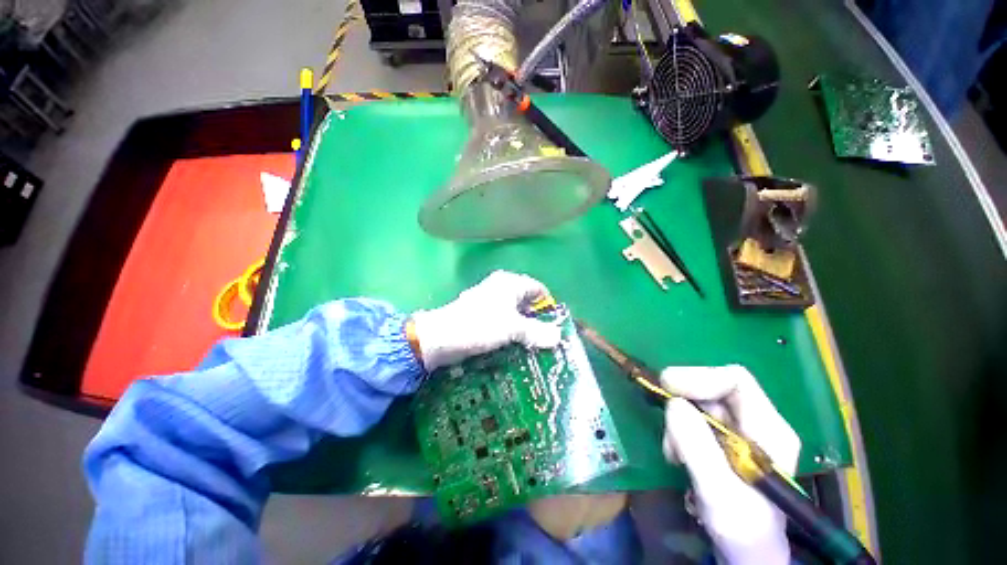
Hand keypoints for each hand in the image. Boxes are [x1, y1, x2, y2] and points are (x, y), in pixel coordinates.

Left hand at [409, 271, 561, 370]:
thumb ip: (536, 331)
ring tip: (535, 346)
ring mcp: (490, 301)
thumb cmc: (479, 325)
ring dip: (524, 328)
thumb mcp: (512, 328)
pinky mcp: (481, 315)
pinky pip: (503, 321)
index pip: (538, 289)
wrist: (440, 337)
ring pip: (514, 313)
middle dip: (537, 319)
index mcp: (510, 283)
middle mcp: (501, 287)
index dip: (548, 305)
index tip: (555, 325)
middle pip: (526, 301)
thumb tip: (558, 336)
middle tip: (547, 339)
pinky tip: (515, 345)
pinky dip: (511, 331)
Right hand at [661, 365, 800, 564]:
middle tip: (667, 429)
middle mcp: (756, 423)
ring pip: (699, 404)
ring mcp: (739, 431)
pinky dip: (678, 432)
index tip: (666, 386)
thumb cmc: (743, 530)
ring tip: (673, 454)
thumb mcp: (720, 493)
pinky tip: (676, 455)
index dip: (699, 377)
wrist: (746, 553)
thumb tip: (673, 404)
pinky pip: (693, 420)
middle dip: (684, 404)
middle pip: (713, 390)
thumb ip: (698, 448)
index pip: (736, 381)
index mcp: (770, 429)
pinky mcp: (722, 440)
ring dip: (678, 422)